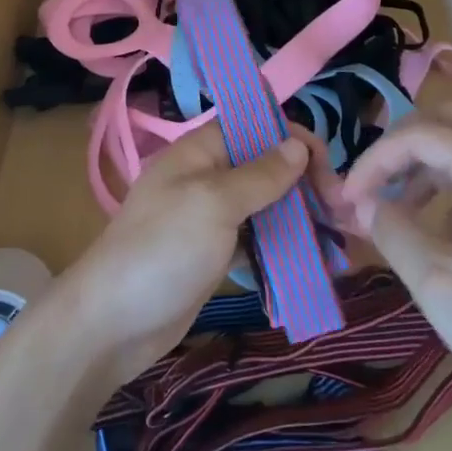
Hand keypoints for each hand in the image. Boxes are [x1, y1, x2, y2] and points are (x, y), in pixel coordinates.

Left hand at [58, 123, 332, 382]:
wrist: (110, 324)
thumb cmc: (162, 250)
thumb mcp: (214, 204)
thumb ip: (259, 175)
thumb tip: (298, 145)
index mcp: (201, 151)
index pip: (258, 127)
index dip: (295, 141)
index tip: (329, 172)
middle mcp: (208, 176)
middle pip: (267, 166)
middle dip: (305, 183)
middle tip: (341, 214)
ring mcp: (211, 217)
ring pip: (266, 205)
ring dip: (300, 217)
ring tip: (337, 240)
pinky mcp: (215, 254)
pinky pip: (257, 239)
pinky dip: (284, 247)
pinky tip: (312, 263)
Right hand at [341, 101, 451, 429]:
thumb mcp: (441, 284)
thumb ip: (394, 232)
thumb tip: (365, 202)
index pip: (417, 133)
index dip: (373, 160)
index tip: (347, 201)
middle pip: (445, 121)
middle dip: (399, 149)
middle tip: (372, 188)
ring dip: (424, 167)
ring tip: (397, 212)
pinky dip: (451, 188)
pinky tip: (442, 234)